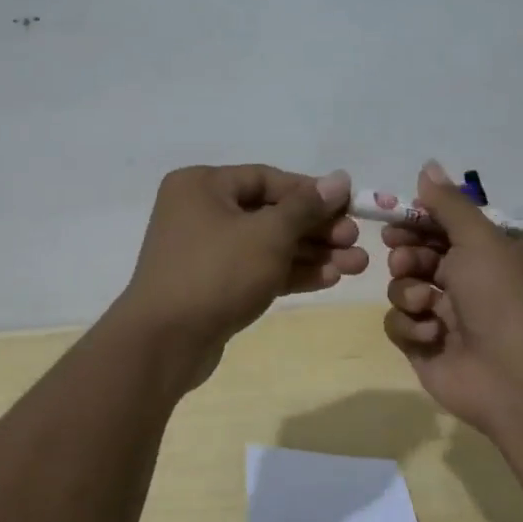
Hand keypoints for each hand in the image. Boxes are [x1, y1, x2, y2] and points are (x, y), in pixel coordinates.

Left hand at [118, 165, 367, 382]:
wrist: (164, 343)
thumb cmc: (216, 273)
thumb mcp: (268, 234)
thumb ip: (306, 206)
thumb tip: (340, 178)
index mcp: (203, 185)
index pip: (267, 178)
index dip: (312, 192)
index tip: (349, 207)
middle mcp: (200, 212)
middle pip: (270, 213)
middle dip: (317, 229)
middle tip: (355, 242)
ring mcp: (205, 252)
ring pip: (268, 245)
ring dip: (312, 254)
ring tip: (357, 266)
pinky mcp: (213, 286)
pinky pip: (257, 270)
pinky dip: (290, 273)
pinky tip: (329, 279)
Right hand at [382, 161, 522, 435]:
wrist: (517, 375)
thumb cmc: (502, 297)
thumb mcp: (479, 238)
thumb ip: (448, 204)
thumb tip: (427, 165)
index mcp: (485, 255)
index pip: (441, 228)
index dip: (416, 222)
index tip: (396, 218)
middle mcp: (465, 283)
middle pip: (416, 257)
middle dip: (406, 255)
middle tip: (405, 259)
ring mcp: (443, 317)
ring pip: (402, 289)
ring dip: (408, 291)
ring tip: (425, 302)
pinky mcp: (425, 348)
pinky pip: (399, 325)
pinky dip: (410, 326)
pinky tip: (431, 334)